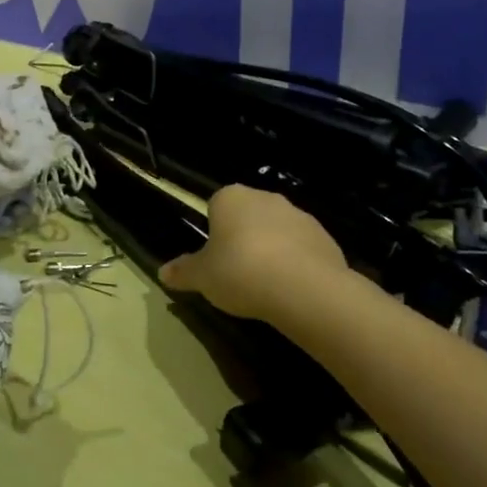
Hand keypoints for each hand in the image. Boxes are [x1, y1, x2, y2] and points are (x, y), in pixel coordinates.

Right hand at [158, 185, 349, 324]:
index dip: (215, 232)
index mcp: (230, 198)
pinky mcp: (324, 236)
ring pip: (277, 230)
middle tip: (238, 272)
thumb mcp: (202, 277)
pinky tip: (292, 289)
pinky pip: (303, 248)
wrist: (303, 288)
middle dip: (244, 238)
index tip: (216, 258)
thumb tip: (162, 272)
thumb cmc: (240, 271)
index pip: (216, 206)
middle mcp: (264, 197)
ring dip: (272, 249)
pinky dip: (297, 263)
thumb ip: (183, 272)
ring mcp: (298, 214)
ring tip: (267, 285)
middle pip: (248, 215)